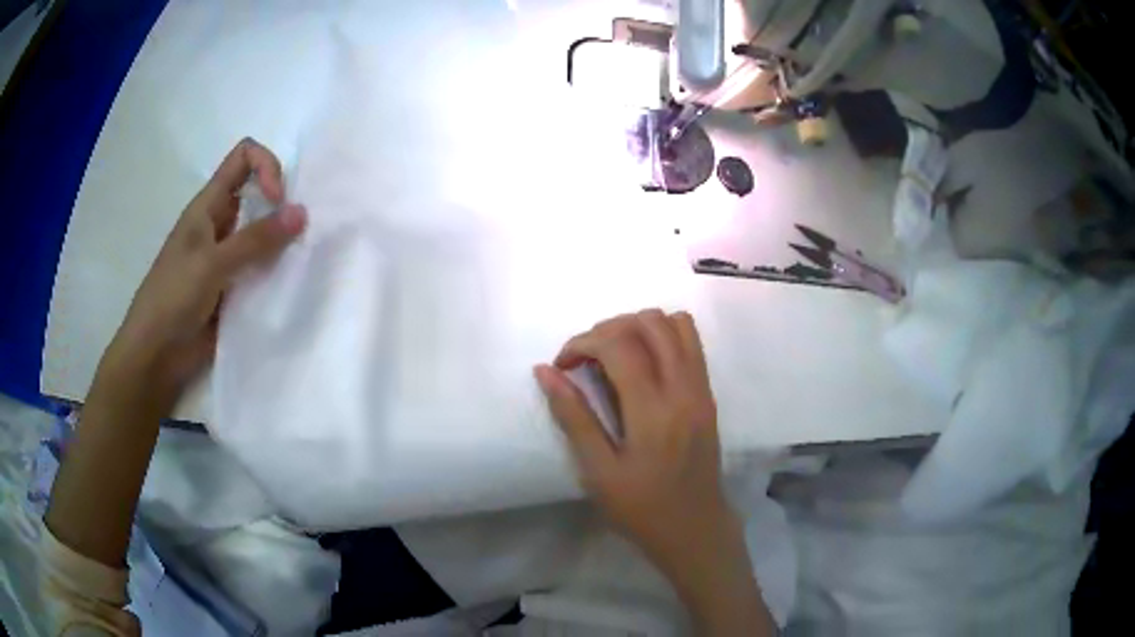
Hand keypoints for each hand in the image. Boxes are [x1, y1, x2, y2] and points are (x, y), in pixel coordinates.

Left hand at [107, 138, 305, 408]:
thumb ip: (255, 240)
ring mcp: (227, 256)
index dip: (267, 166)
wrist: (156, 355)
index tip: (278, 200)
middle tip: (298, 233)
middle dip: (283, 205)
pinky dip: (277, 271)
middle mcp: (221, 223)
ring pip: (263, 233)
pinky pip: (262, 268)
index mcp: (209, 204)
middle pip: (259, 193)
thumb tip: (302, 212)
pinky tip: (288, 285)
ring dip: (282, 241)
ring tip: (300, 260)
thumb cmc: (172, 298)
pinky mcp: (234, 287)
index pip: (244, 157)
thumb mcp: (211, 263)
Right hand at [534, 310, 772, 634]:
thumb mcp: (598, 472)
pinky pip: (691, 342)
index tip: (563, 364)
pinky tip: (643, 365)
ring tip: (614, 354)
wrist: (695, 528)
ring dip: (639, 325)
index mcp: (652, 411)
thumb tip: (545, 371)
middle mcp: (683, 389)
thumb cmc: (641, 508)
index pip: (618, 344)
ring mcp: (701, 388)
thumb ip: (574, 417)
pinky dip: (663, 336)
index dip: (583, 342)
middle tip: (586, 357)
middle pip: (650, 322)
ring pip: (676, 323)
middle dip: (609, 327)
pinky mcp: (708, 394)